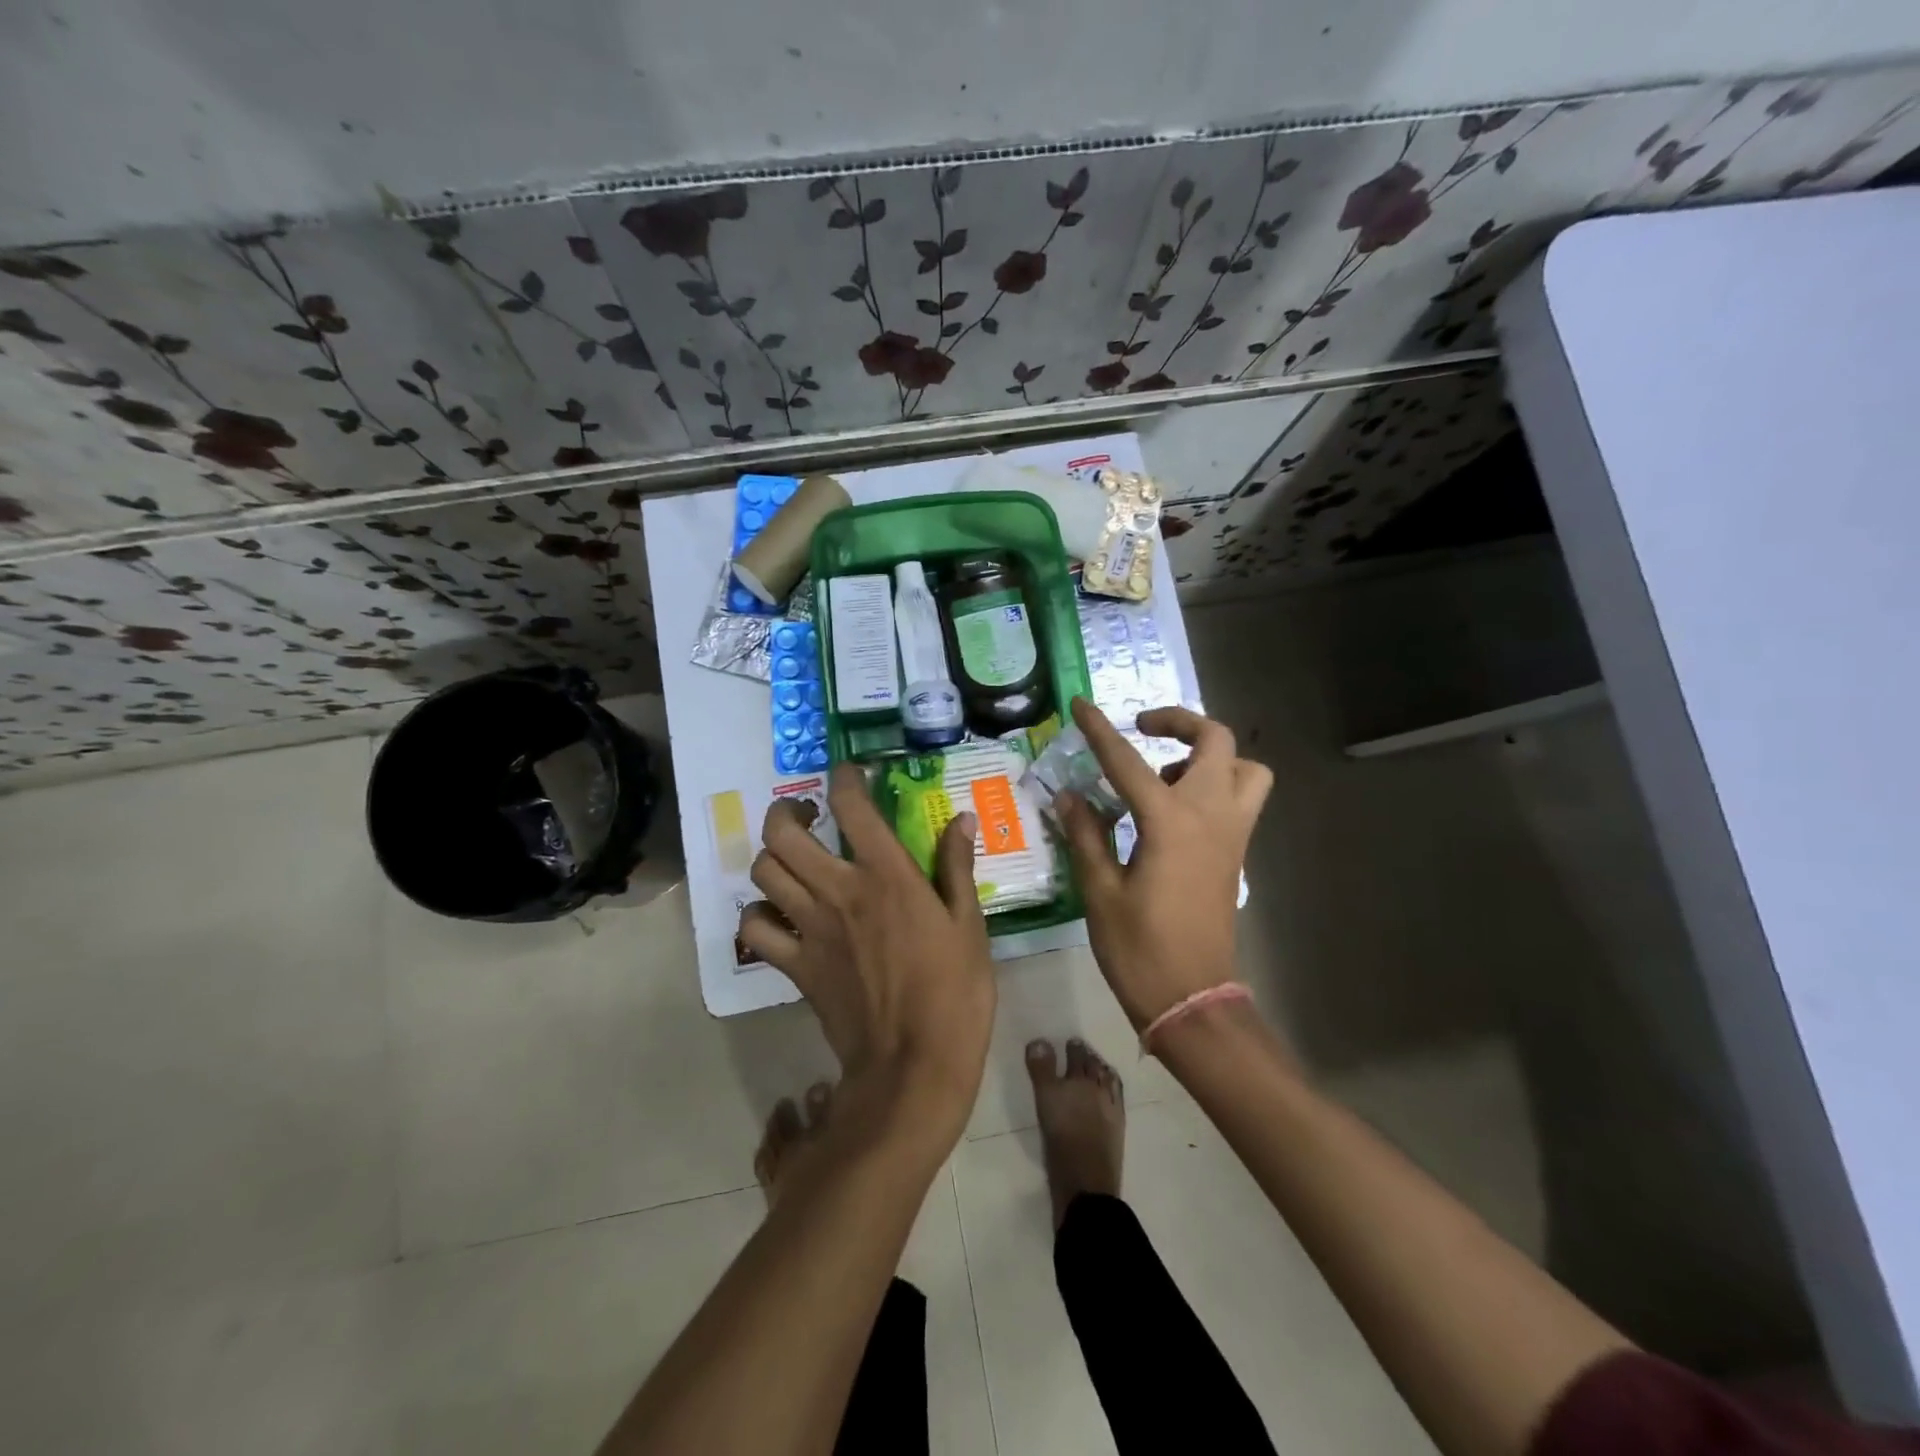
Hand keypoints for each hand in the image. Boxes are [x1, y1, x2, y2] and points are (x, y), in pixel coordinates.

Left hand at [739, 765, 995, 1129]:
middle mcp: (840, 891)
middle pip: (783, 834)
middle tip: (804, 815)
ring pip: (763, 873)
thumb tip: (962, 820)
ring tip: (790, 859)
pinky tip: (778, 914)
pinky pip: (755, 930)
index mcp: (887, 875)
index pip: (852, 806)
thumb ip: (958, 867)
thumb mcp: (970, 925)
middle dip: (785, 812)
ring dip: (771, 857)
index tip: (848, 775)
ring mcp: (810, 929)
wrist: (914, 1065)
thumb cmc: (955, 992)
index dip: (844, 779)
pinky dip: (758, 915)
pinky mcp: (795, 966)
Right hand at [1055, 698, 1271, 1029]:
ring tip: (1165, 774)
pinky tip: (1173, 811)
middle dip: (1179, 723)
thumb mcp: (1100, 892)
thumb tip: (1069, 796)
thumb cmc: (1139, 950)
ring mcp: (1232, 835)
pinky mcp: (1236, 854)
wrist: (1192, 1001)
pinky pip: (1241, 798)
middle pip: (1215, 741)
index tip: (1080, 706)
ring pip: (1245, 768)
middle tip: (1141, 731)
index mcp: (1169, 823)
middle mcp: (1210, 816)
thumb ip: (1086, 835)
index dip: (1100, 731)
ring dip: (1209, 756)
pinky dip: (1216, 785)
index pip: (1128, 762)